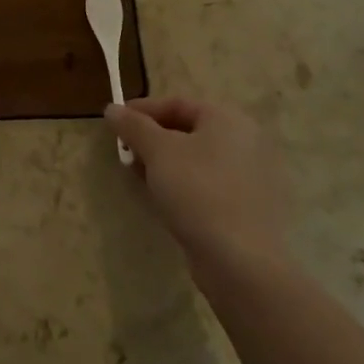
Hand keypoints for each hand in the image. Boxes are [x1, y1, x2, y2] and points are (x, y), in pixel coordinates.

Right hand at [104, 97, 288, 270]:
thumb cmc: (198, 191)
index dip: (142, 110)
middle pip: (188, 130)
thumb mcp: (158, 151)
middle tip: (125, 151)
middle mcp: (245, 141)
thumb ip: (133, 126)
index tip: (115, 122)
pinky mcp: (248, 208)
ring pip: (197, 160)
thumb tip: (112, 108)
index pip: (178, 103)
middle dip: (152, 139)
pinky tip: (164, 200)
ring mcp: (250, 177)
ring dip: (164, 164)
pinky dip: (183, 185)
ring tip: (138, 177)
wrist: (241, 261)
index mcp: (228, 119)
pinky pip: (208, 185)